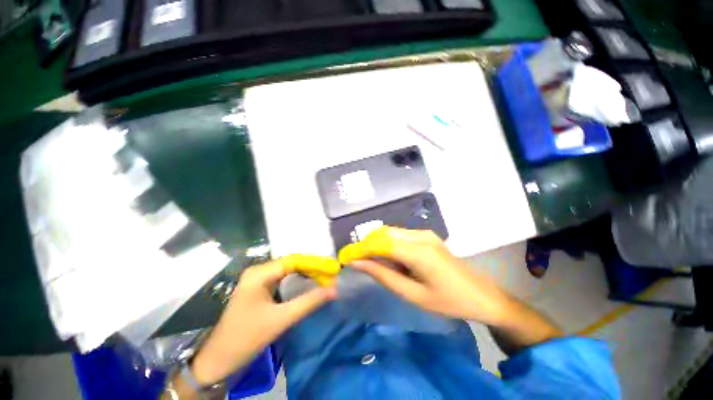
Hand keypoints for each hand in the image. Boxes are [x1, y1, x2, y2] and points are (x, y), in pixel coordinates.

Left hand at [190, 257, 337, 385]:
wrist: (218, 360)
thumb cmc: (246, 338)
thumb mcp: (281, 320)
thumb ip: (309, 302)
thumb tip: (334, 289)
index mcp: (260, 273)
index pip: (294, 260)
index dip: (315, 263)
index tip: (332, 268)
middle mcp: (258, 271)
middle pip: (291, 263)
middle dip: (312, 268)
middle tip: (331, 274)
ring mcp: (258, 280)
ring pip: (288, 271)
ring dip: (306, 274)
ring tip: (324, 278)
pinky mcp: (259, 289)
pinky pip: (283, 279)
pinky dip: (297, 281)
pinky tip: (308, 285)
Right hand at [338, 226, 517, 325]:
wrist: (481, 295)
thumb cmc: (449, 301)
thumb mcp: (413, 294)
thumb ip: (383, 275)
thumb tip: (358, 263)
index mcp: (419, 251)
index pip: (380, 242)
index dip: (360, 249)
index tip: (345, 258)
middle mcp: (420, 235)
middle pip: (384, 233)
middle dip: (367, 245)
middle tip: (357, 262)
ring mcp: (424, 233)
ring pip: (390, 232)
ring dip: (378, 245)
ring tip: (373, 263)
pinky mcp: (426, 235)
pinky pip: (400, 235)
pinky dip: (389, 244)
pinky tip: (390, 260)